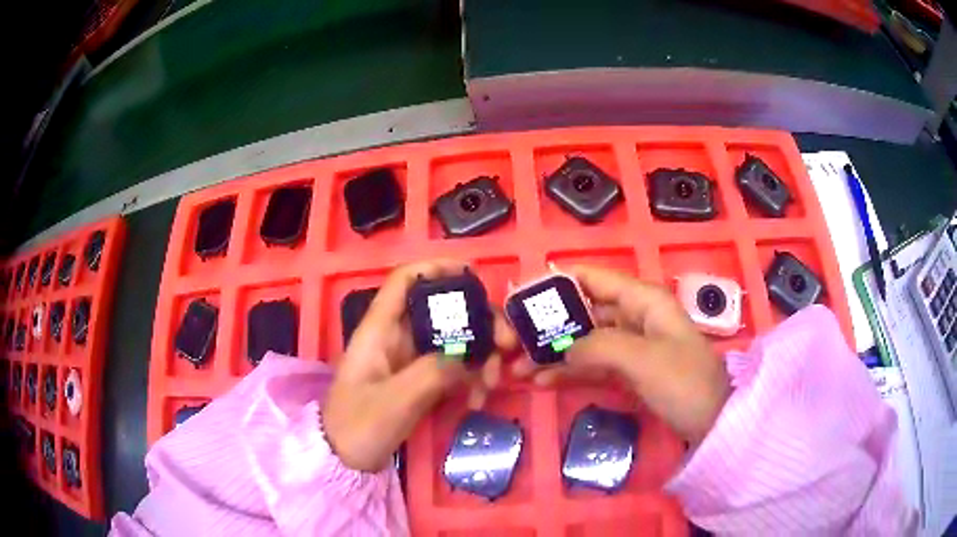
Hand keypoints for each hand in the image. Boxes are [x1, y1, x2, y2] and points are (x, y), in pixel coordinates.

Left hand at [324, 259, 517, 471]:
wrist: (344, 459)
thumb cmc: (358, 426)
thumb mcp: (393, 402)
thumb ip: (431, 374)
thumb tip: (468, 357)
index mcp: (380, 330)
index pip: (404, 281)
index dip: (436, 268)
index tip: (474, 275)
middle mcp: (396, 337)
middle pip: (441, 310)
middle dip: (478, 321)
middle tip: (506, 344)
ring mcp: (409, 360)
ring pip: (453, 339)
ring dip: (480, 355)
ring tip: (493, 383)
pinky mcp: (420, 381)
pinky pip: (453, 367)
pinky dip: (470, 378)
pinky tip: (478, 400)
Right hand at [514, 265, 729, 444]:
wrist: (712, 421)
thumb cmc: (684, 382)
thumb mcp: (642, 359)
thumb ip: (598, 346)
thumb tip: (562, 349)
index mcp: (642, 300)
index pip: (593, 278)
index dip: (558, 283)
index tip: (523, 298)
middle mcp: (634, 316)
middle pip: (584, 311)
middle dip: (549, 325)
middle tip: (514, 341)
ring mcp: (631, 345)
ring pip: (585, 340)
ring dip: (554, 352)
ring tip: (519, 368)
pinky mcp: (628, 370)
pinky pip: (593, 364)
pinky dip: (570, 371)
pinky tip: (543, 382)